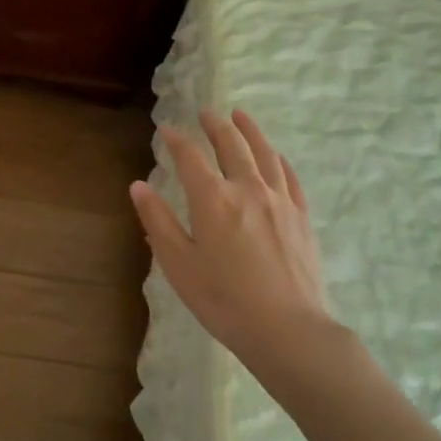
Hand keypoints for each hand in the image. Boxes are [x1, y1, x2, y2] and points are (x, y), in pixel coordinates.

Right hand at [129, 108, 337, 370]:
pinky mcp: (301, 217)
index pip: (190, 157)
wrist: (287, 329)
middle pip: (231, 145)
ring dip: (250, 131)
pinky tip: (275, 156)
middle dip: (215, 125)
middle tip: (205, 111)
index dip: (176, 139)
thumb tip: (138, 186)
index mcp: (213, 200)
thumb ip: (158, 221)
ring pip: (264, 153)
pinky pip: (289, 176)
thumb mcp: (179, 264)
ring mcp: (280, 201)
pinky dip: (278, 159)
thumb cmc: (223, 300)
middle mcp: (248, 189)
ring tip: (240, 115)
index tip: (165, 129)